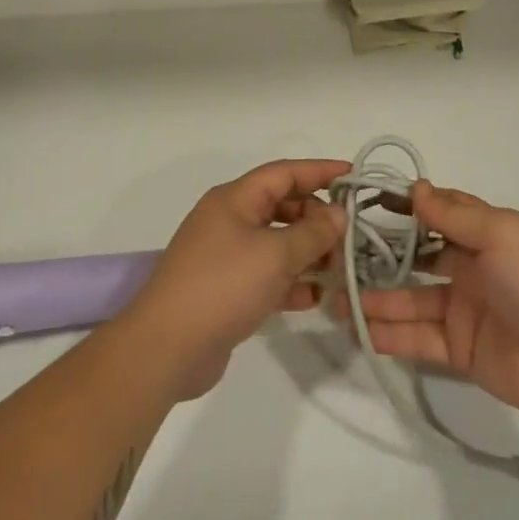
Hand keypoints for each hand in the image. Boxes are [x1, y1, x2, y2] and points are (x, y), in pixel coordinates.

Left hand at [120, 159, 348, 400]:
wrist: (165, 349)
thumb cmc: (223, 286)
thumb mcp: (275, 254)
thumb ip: (313, 233)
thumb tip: (338, 214)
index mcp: (235, 199)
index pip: (284, 172)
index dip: (320, 171)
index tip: (353, 176)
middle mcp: (230, 220)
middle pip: (283, 207)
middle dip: (317, 219)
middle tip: (349, 237)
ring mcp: (227, 256)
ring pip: (277, 243)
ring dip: (308, 253)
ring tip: (340, 269)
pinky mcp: (227, 290)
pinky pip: (268, 275)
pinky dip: (291, 282)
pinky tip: (315, 298)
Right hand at [331, 182, 518, 419]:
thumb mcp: (501, 234)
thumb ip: (455, 215)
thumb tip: (418, 187)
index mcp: (485, 235)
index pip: (440, 214)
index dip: (407, 208)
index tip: (367, 205)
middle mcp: (471, 268)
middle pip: (417, 259)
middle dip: (382, 258)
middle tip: (338, 258)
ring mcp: (463, 311)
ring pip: (411, 301)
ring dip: (377, 299)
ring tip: (336, 297)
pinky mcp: (459, 350)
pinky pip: (418, 339)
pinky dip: (390, 335)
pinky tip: (359, 329)